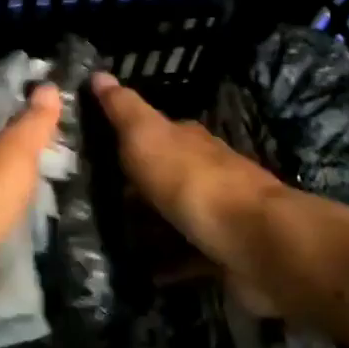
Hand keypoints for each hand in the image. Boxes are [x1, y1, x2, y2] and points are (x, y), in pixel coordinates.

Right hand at [90, 71, 284, 283]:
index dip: (127, 136)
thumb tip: (99, 73)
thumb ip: (123, 109)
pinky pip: (188, 257)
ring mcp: (219, 213)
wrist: (254, 242)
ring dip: (150, 225)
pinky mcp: (224, 252)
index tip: (95, 148)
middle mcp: (206, 170)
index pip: (155, 130)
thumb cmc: (192, 182)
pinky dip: (168, 263)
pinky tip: (145, 274)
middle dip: (135, 185)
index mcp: (188, 140)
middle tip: (94, 199)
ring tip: (112, 239)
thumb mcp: (147, 136)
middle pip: (165, 173)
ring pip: (175, 214)